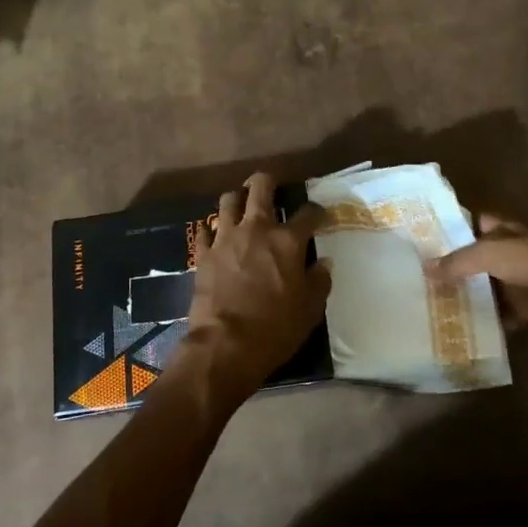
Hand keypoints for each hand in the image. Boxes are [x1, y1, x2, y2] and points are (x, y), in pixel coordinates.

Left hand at [182, 173, 329, 407]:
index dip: (317, 211)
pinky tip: (216, 234)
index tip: (320, 215)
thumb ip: (319, 280)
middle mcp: (256, 229)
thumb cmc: (275, 328)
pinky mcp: (204, 253)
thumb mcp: (310, 309)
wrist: (225, 345)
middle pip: (260, 187)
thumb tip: (324, 262)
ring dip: (238, 199)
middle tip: (273, 188)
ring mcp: (226, 238)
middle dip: (268, 181)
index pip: (307, 213)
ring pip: (228, 200)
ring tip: (242, 206)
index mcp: (287, 241)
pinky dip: (211, 228)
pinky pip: (205, 229)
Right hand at [425, 215, 527, 332]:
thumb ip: (458, 261)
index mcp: (505, 230)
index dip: (453, 229)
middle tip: (422, 280)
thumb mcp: (490, 253)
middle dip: (456, 268)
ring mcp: (522, 281)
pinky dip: (489, 321)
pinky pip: (504, 314)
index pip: (474, 223)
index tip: (426, 242)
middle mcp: (512, 253)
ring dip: (470, 296)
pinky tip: (465, 330)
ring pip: (489, 287)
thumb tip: (425, 269)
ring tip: (436, 307)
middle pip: (478, 258)